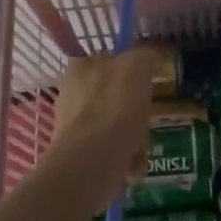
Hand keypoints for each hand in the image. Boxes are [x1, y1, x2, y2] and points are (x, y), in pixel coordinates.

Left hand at [43, 49, 158, 209]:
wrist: (93, 161)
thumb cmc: (116, 107)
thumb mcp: (137, 66)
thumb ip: (144, 56)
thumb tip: (150, 57)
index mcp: (79, 68)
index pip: (104, 59)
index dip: (127, 68)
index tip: (146, 80)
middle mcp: (71, 95)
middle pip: (111, 95)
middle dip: (133, 108)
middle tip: (149, 115)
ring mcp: (73, 127)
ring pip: (113, 125)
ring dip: (133, 135)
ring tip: (143, 146)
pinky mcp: (79, 155)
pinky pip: (110, 151)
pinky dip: (125, 157)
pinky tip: (135, 164)